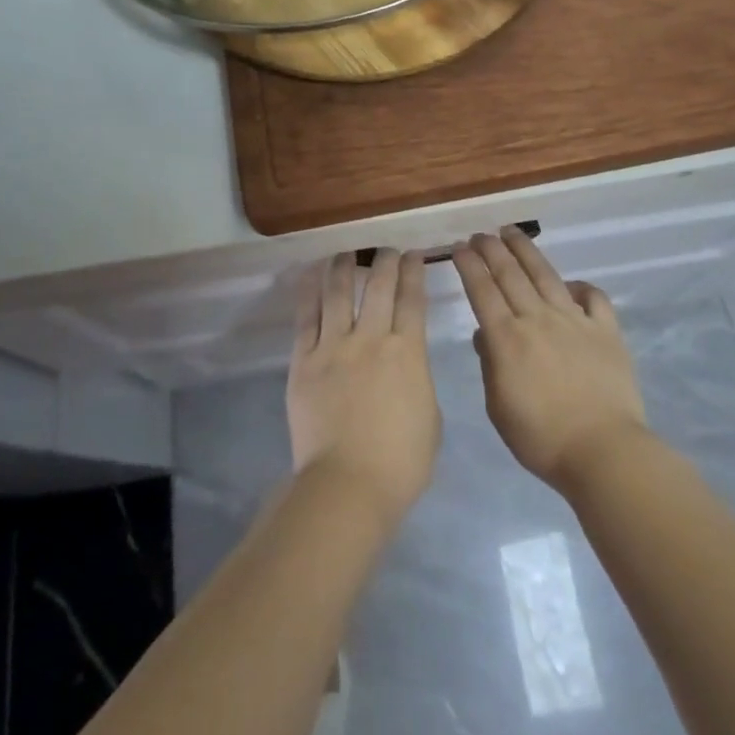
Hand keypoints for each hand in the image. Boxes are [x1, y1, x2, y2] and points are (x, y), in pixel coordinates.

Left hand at [287, 250, 440, 525]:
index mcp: (407, 352)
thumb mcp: (430, 415)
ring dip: (345, 266)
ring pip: (338, 292)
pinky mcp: (304, 361)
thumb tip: (405, 362)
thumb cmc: (400, 462)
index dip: (413, 272)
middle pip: (378, 286)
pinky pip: (306, 317)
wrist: (347, 485)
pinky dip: (309, 291)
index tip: (413, 255)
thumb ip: (418, 378)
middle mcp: (371, 338)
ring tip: (347, 252)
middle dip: (384, 261)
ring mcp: (334, 347)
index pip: (412, 299)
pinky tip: (312, 274)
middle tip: (386, 249)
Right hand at [453, 226, 650, 493]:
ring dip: (526, 250)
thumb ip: (490, 365)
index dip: (469, 266)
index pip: (482, 291)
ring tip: (512, 232)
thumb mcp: (499, 408)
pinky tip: (570, 284)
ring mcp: (574, 320)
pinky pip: (593, 297)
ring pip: (546, 275)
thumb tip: (486, 333)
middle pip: (510, 274)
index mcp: (507, 339)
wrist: (603, 450)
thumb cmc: (542, 438)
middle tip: (480, 234)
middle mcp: (538, 319)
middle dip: (492, 249)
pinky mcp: (605, 329)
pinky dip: (580, 286)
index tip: (459, 247)